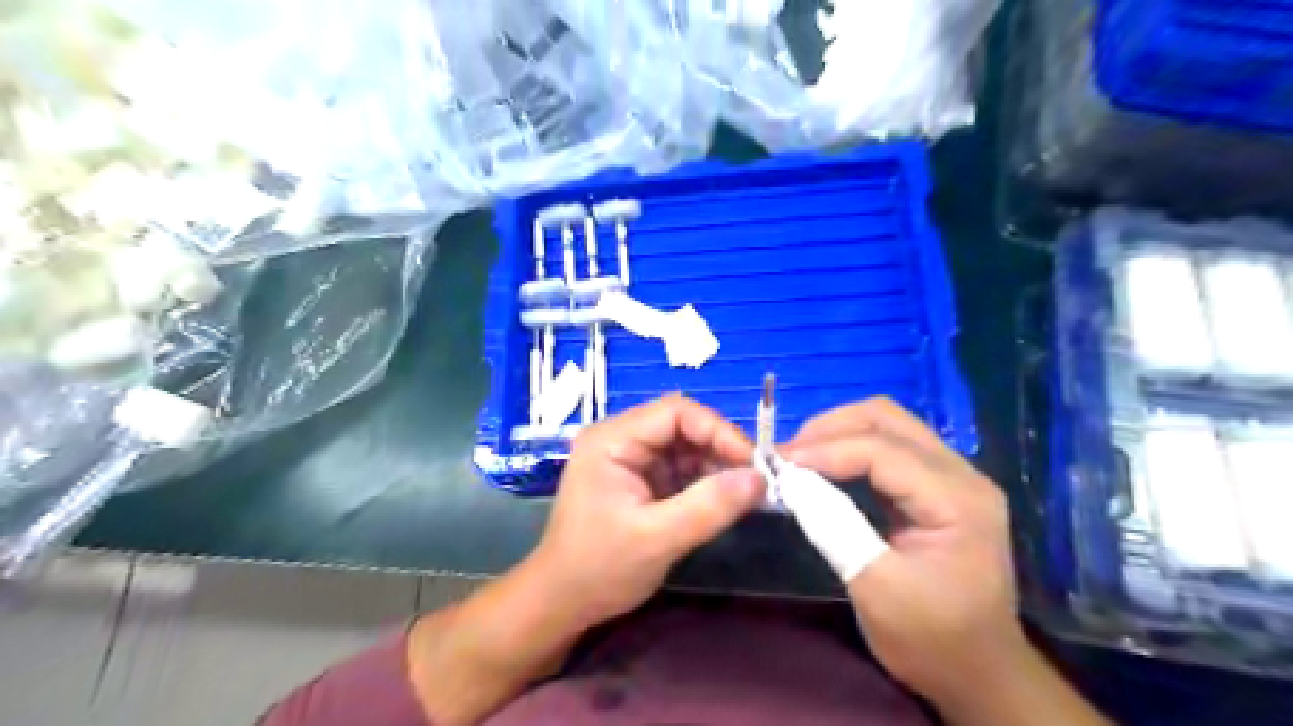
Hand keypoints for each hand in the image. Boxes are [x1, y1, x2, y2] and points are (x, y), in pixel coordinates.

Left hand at [527, 393, 765, 631]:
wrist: (563, 603)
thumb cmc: (599, 568)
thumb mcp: (657, 539)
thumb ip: (708, 507)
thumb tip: (759, 479)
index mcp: (612, 439)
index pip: (675, 412)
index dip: (718, 430)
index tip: (752, 463)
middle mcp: (621, 439)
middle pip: (682, 425)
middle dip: (720, 448)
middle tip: (755, 479)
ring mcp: (631, 459)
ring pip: (686, 446)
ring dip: (717, 466)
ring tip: (746, 492)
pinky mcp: (641, 480)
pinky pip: (681, 468)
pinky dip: (706, 481)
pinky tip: (725, 500)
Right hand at [782, 399, 1024, 699]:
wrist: (978, 673)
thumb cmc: (931, 639)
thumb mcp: (876, 588)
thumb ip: (833, 526)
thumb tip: (788, 481)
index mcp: (957, 499)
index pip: (881, 450)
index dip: (825, 450)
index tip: (777, 463)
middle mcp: (961, 473)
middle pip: (887, 418)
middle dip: (829, 428)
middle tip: (787, 455)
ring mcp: (951, 476)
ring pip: (887, 425)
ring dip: (838, 433)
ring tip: (799, 458)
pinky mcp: (936, 486)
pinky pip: (888, 447)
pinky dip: (849, 449)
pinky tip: (824, 467)